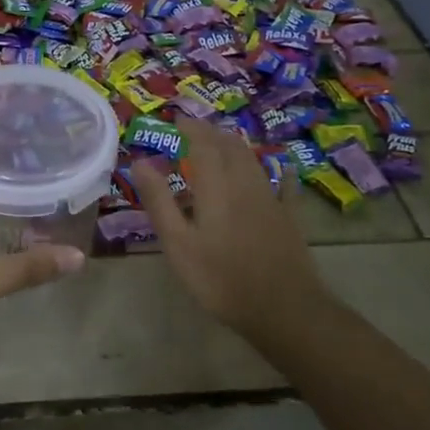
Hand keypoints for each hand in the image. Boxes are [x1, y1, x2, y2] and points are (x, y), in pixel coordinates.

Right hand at [132, 120, 331, 343]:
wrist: (283, 308)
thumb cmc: (221, 278)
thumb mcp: (178, 244)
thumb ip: (160, 201)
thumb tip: (140, 162)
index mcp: (216, 187)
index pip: (202, 144)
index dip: (190, 129)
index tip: (177, 120)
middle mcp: (245, 184)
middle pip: (231, 147)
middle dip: (213, 133)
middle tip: (197, 130)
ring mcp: (271, 199)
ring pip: (254, 161)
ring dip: (237, 147)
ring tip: (224, 143)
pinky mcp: (289, 218)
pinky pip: (284, 186)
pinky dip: (279, 172)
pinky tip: (283, 169)